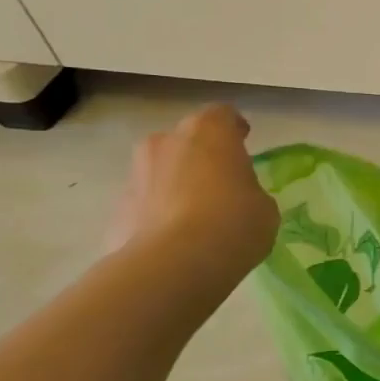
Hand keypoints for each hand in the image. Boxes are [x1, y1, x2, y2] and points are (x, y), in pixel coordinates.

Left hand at [105, 104, 279, 287]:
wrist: (174, 265)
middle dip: (199, 156)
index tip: (243, 142)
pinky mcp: (116, 210)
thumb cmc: (233, 222)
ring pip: (160, 171)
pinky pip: (144, 204)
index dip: (233, 129)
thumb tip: (236, 199)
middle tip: (219, 182)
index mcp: (209, 132)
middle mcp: (166, 142)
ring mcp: (136, 175)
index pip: (222, 115)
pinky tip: (175, 241)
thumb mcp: (263, 206)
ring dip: (174, 184)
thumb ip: (248, 192)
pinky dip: (157, 215)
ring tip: (195, 216)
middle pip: (185, 140)